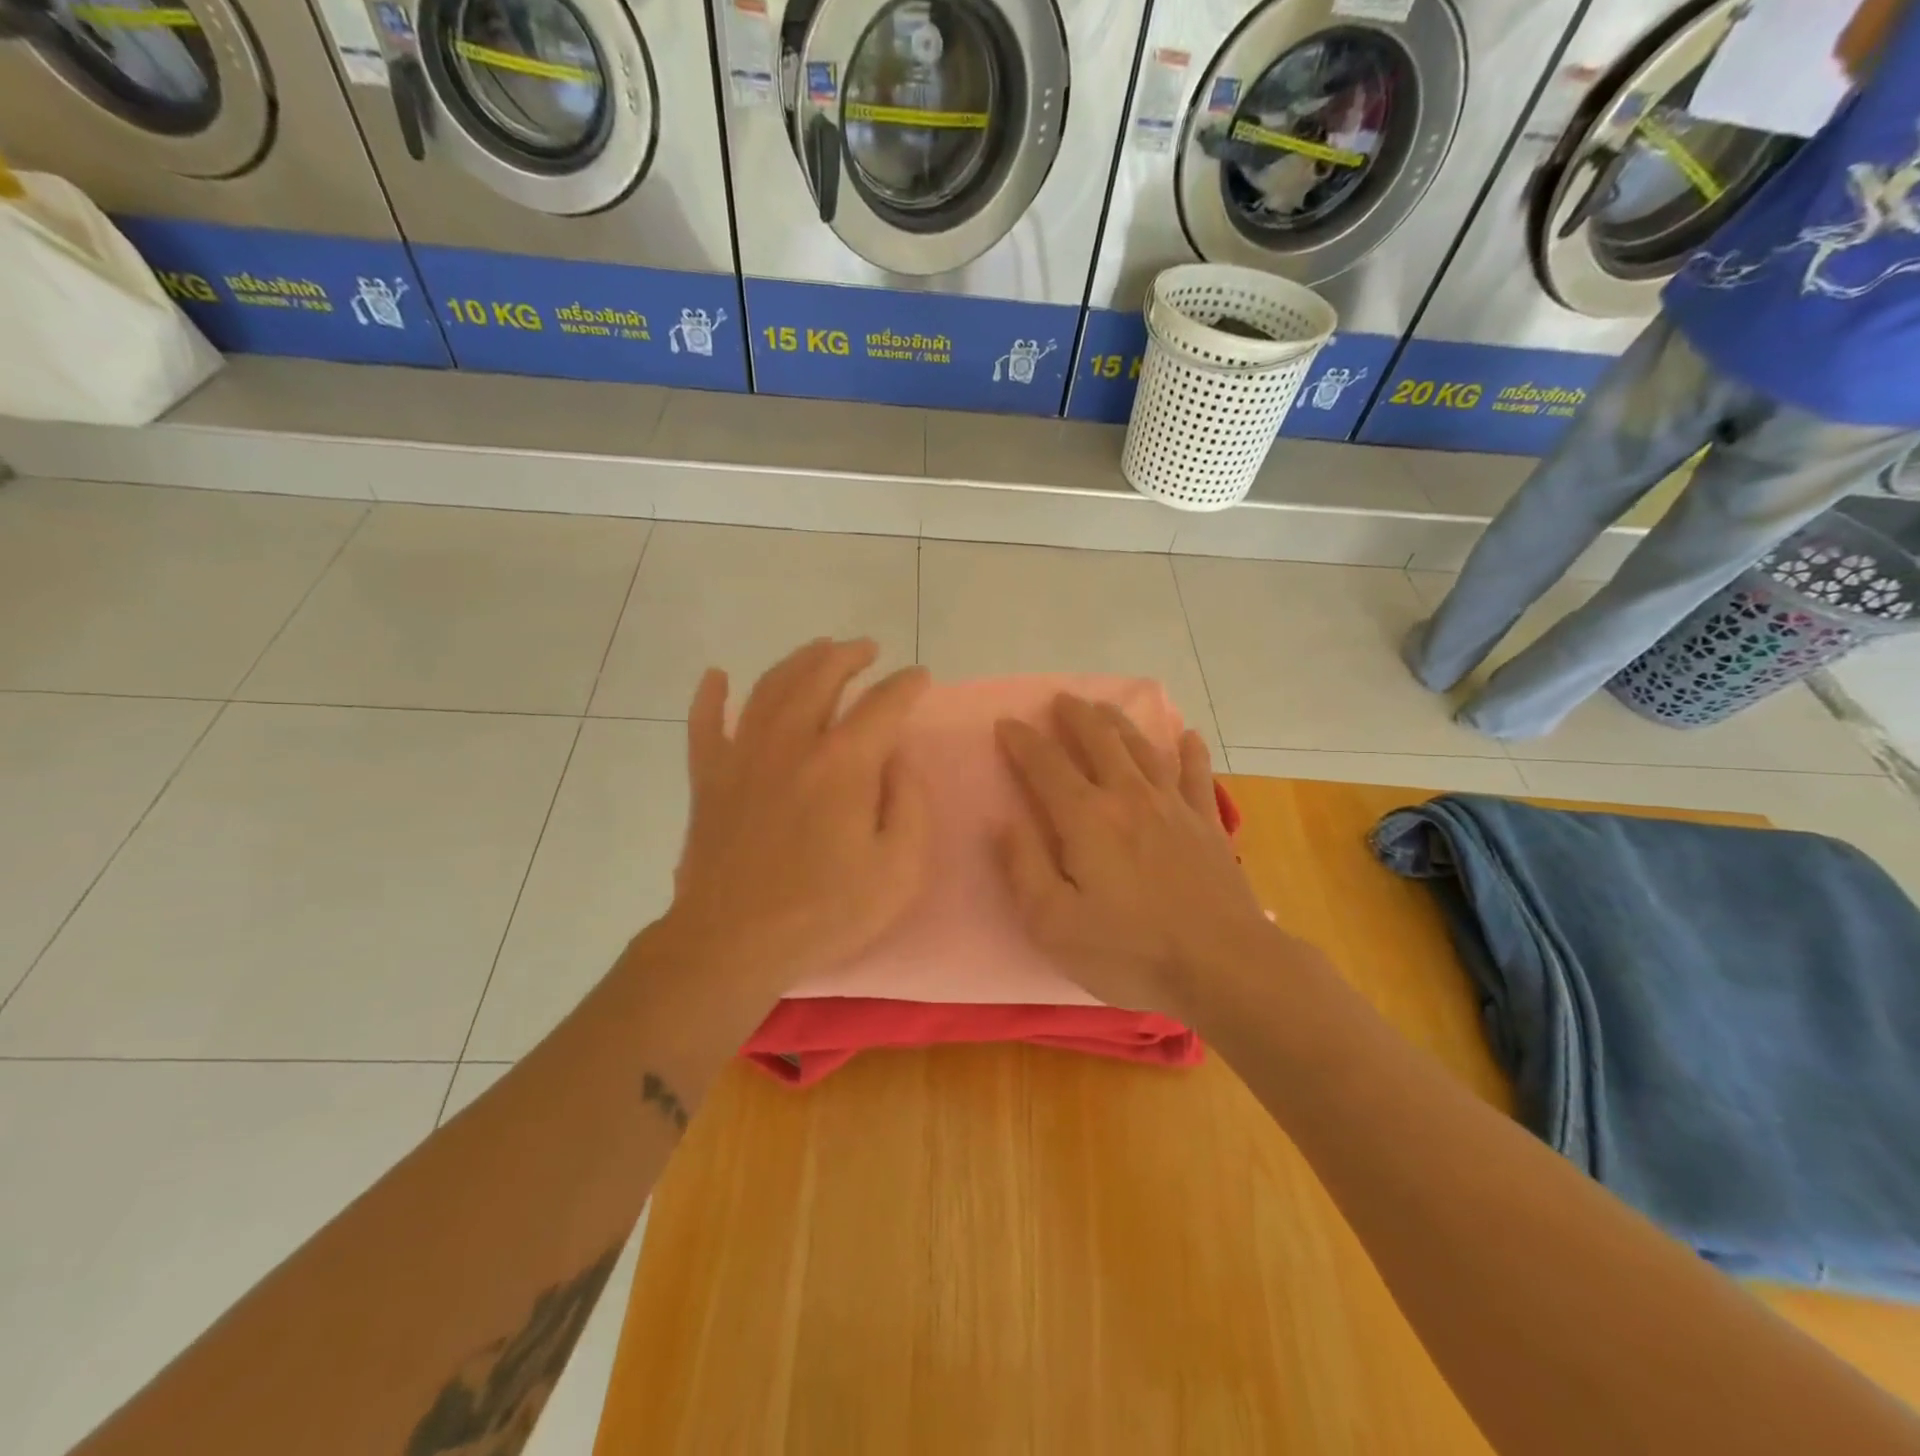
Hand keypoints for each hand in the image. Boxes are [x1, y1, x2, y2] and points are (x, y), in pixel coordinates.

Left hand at [662, 639, 929, 1000]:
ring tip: (818, 651)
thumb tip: (898, 759)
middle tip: (867, 649)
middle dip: (848, 656)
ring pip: (769, 688)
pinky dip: (710, 697)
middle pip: (820, 678)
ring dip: (798, 661)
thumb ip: (909, 804)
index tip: (919, 677)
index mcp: (843, 764)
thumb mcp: (899, 870)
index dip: (905, 686)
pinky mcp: (708, 779)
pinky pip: (704, 724)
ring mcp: (742, 756)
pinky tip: (717, 677)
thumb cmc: (824, 913)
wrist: (733, 944)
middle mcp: (791, 743)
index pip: (882, 705)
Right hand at [995, 696, 1284, 1019]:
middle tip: (1061, 699)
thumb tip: (1002, 822)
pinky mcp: (1208, 823)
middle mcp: (1128, 797)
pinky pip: (1197, 774)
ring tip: (1105, 708)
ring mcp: (1174, 806)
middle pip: (1099, 740)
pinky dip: (1191, 751)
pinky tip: (1188, 736)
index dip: (1022, 741)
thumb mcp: (1054, 924)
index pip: (1045, 765)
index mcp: (1086, 818)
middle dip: (1075, 715)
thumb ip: (1024, 867)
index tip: (1006, 723)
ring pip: (1142, 748)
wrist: (1224, 967)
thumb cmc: (1130, 952)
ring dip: (1119, 723)